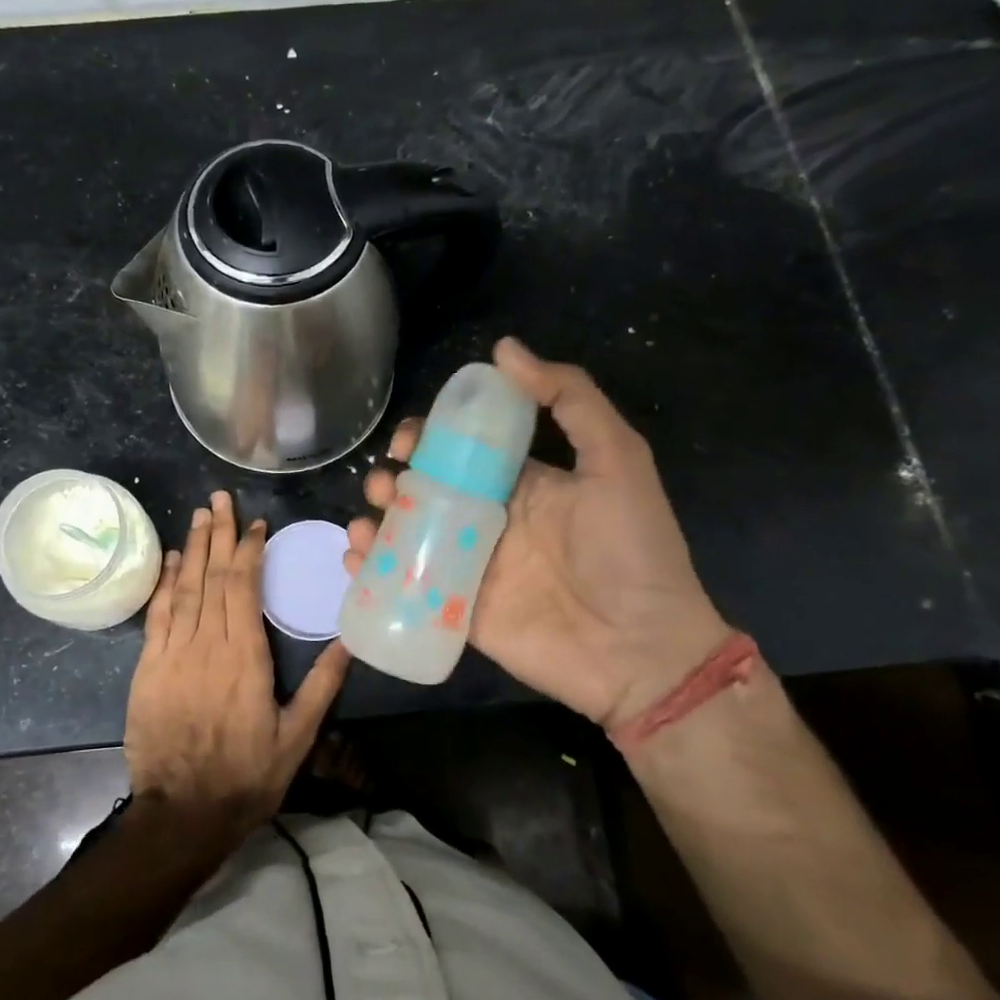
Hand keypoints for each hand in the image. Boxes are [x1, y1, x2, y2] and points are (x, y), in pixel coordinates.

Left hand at [125, 491, 350, 842]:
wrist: (181, 814)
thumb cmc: (246, 776)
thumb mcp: (296, 738)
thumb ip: (322, 686)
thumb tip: (349, 643)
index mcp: (246, 658)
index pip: (245, 588)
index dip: (248, 551)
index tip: (255, 524)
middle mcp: (208, 645)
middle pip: (213, 577)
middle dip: (218, 534)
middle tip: (219, 498)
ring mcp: (173, 654)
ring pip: (185, 588)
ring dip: (194, 548)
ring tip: (200, 514)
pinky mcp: (148, 668)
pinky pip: (158, 615)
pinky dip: (166, 583)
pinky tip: (174, 560)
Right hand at [346, 338, 730, 736]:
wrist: (641, 651)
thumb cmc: (630, 549)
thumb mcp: (617, 460)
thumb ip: (570, 399)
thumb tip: (504, 349)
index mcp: (520, 482)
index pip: (460, 449)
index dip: (426, 438)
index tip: (405, 441)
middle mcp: (488, 519)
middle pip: (423, 489)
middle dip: (391, 480)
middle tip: (383, 485)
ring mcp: (469, 566)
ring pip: (407, 533)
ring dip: (376, 520)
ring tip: (367, 523)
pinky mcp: (456, 610)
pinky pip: (405, 584)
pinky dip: (373, 569)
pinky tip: (357, 557)